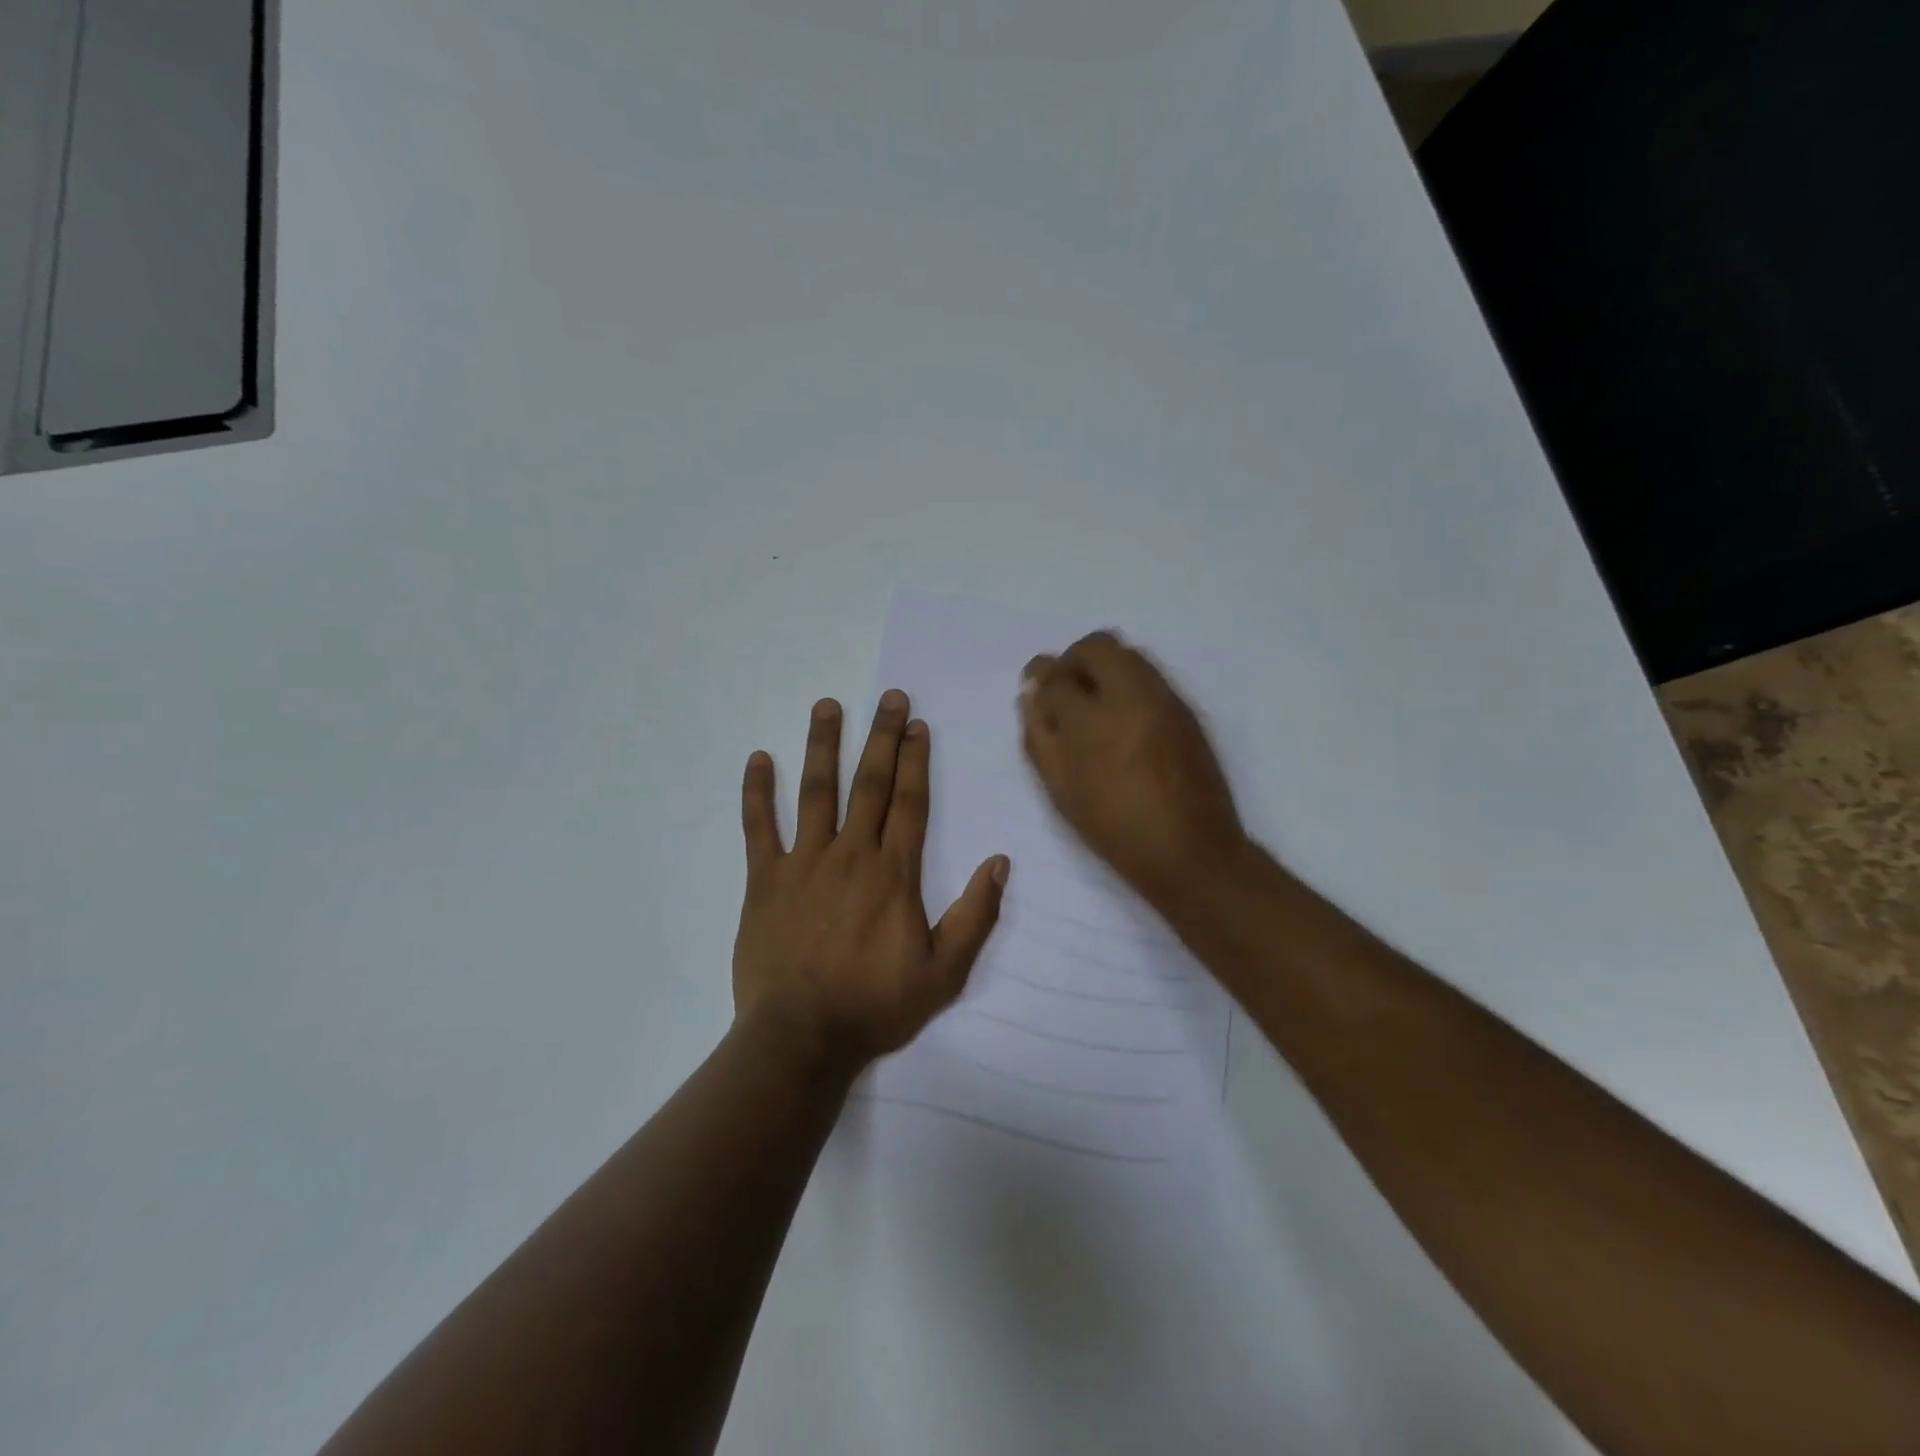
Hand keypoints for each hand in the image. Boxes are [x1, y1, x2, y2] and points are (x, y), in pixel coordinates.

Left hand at [733, 690, 1008, 1068]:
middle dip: (881, 737)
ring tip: (827, 705)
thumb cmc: (876, 1005)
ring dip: (822, 746)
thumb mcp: (944, 972)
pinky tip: (757, 759)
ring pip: (815, 792)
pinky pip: (758, 828)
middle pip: (869, 784)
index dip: (916, 760)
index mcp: (893, 873)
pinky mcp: (764, 880)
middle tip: (888, 697)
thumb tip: (999, 862)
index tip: (917, 723)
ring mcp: (803, 863)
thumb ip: (975, 916)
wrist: (801, 1037)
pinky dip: (757, 792)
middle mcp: (850, 854)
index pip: (910, 802)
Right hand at [1020, 632, 1247, 908]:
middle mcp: (1131, 697)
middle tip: (1063, 690)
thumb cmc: (1116, 829)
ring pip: (1127, 653)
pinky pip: (1149, 674)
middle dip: (1071, 661)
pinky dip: (1126, 680)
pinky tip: (1121, 716)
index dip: (1040, 680)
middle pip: (1095, 646)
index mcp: (1093, 723)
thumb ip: (1040, 737)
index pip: (1056, 677)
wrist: (1191, 851)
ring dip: (1101, 667)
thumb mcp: (1062, 791)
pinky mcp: (1185, 708)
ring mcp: (1164, 698)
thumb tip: (1031, 696)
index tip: (1036, 691)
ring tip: (1092, 703)